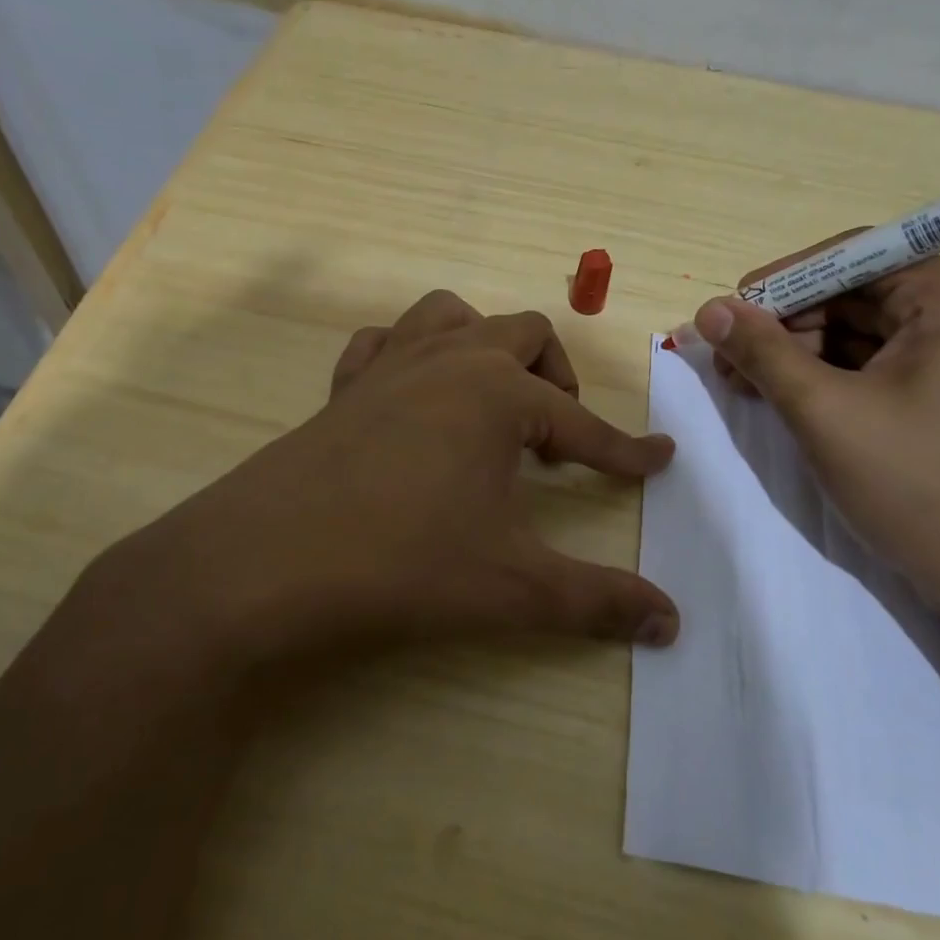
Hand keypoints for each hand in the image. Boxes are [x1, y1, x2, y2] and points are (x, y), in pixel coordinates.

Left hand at [96, 290, 678, 668]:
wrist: (265, 564)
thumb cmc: (403, 564)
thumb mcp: (513, 587)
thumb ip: (599, 600)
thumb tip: (673, 623)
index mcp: (499, 394)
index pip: (583, 424)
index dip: (626, 450)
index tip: (660, 459)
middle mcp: (449, 361)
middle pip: (523, 334)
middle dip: (556, 377)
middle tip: (559, 437)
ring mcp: (389, 365)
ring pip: (451, 315)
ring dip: (484, 345)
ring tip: (492, 399)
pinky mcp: (342, 386)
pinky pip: (383, 342)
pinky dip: (409, 354)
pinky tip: (412, 396)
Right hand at [692, 244, 939, 616]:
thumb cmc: (918, 483)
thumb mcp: (825, 411)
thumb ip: (763, 352)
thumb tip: (709, 309)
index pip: (853, 256)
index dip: (784, 279)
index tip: (732, 312)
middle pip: (854, 296)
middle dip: (785, 324)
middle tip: (728, 360)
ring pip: (860, 336)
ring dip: (799, 355)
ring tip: (746, 387)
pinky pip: (877, 371)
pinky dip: (828, 381)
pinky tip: (787, 403)